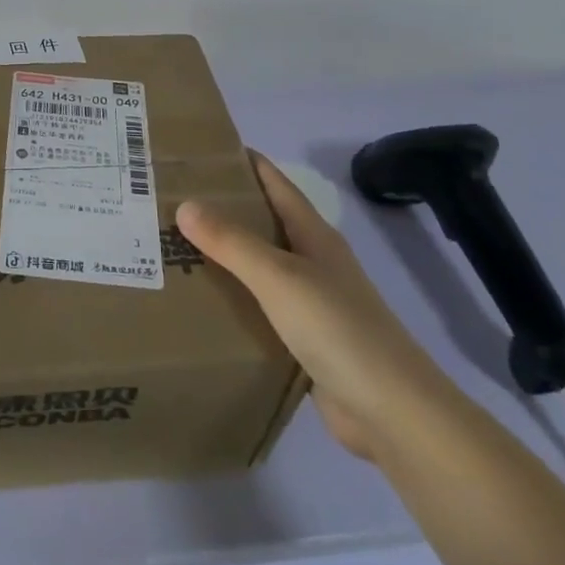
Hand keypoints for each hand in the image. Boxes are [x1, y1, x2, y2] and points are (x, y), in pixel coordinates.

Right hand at [179, 152, 450, 462]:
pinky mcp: (305, 340)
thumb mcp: (279, 277)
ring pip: (259, 266)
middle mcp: (313, 261)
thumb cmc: (338, 329)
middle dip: (222, 207)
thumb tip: (185, 204)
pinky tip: (202, 302)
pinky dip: (233, 299)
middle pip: (263, 221)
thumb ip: (232, 242)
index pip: (274, 182)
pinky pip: (260, 307)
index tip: (199, 151)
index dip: (242, 161)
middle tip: (170, 198)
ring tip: (174, 245)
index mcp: (313, 235)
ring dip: (224, 255)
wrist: (393, 414)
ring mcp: (311, 302)